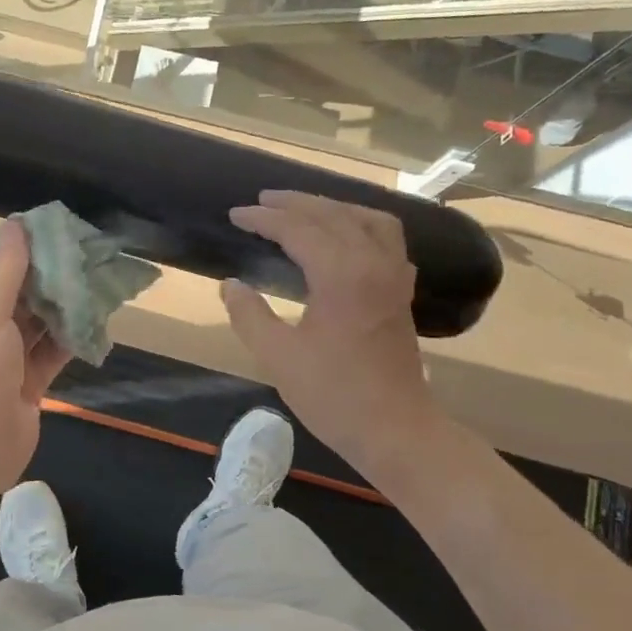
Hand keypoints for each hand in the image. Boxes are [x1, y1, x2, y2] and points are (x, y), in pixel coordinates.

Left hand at [0, 220, 72, 498]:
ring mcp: (6, 361)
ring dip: (65, 310)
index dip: (27, 254)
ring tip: (100, 288)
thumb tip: (15, 224)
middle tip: (91, 261)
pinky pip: (51, 355)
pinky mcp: (27, 385)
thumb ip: (6, 270)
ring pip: (40, 326)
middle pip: (22, 298)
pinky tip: (96, 325)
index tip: (63, 238)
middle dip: (52, 282)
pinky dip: (70, 341)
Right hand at [222, 190, 446, 467]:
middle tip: (261, 201)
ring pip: (366, 219)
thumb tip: (230, 284)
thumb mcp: (278, 357)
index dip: (264, 219)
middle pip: (332, 214)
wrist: (395, 429)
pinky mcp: (401, 291)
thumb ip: (249, 315)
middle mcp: (372, 262)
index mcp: (341, 274)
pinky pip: (386, 238)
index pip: (298, 229)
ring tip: (303, 208)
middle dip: (294, 203)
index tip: (236, 215)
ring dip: (331, 207)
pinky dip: (362, 224)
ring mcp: (393, 275)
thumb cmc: (334, 395)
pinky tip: (347, 235)